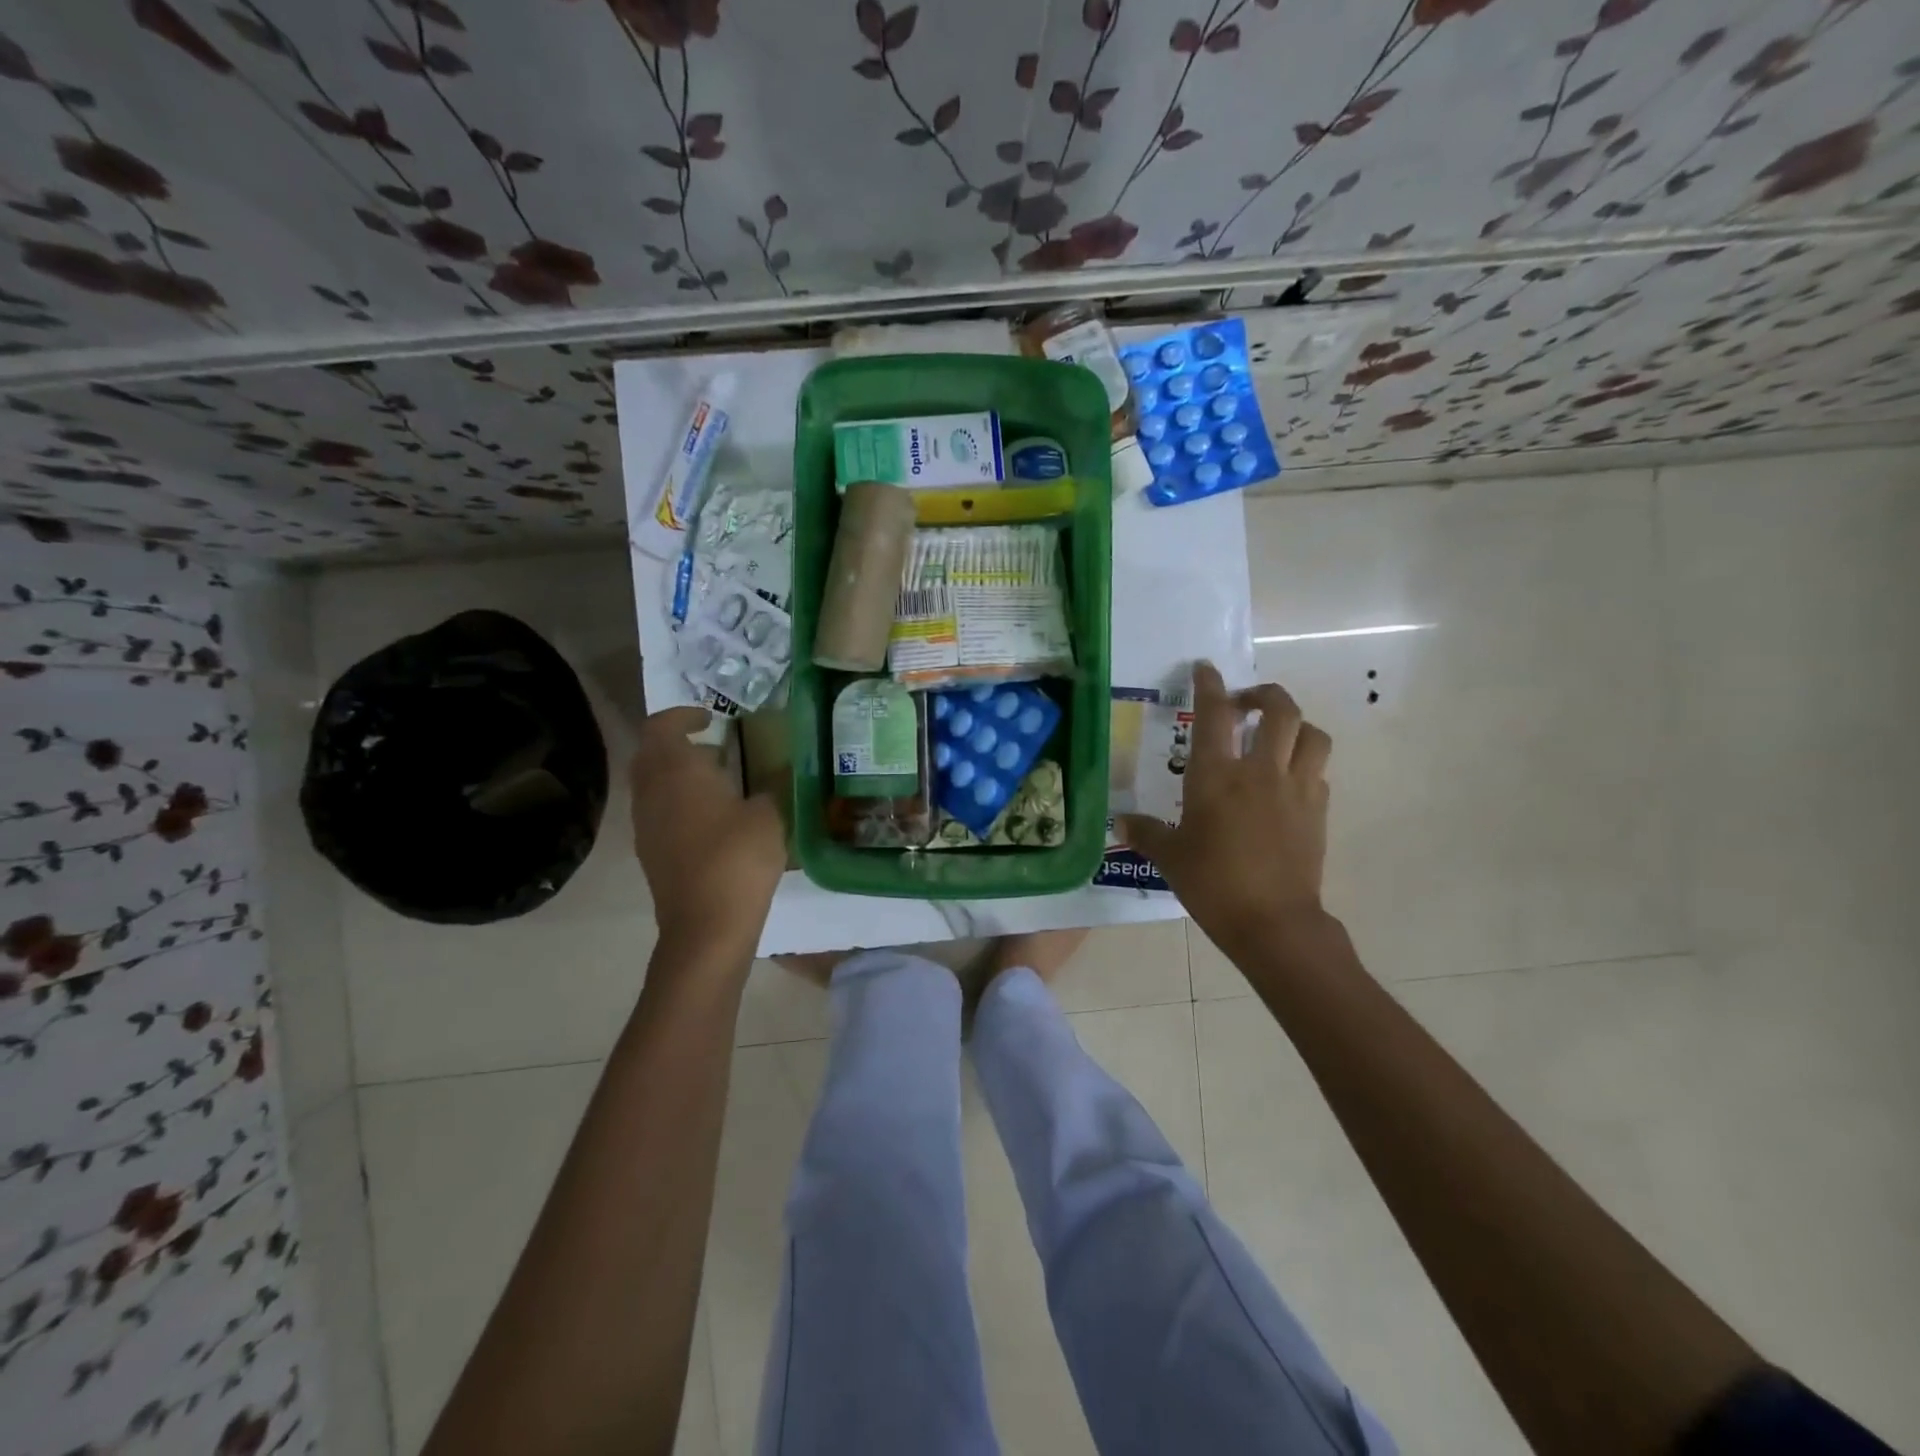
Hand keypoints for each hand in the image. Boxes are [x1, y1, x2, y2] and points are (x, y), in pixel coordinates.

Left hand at [629, 707, 786, 958]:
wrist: (707, 925)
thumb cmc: (739, 858)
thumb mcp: (770, 814)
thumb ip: (770, 786)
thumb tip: (774, 773)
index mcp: (677, 770)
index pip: (662, 725)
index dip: (683, 715)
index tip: (711, 719)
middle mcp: (652, 791)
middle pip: (651, 753)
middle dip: (678, 744)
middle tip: (715, 748)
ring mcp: (646, 824)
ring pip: (653, 784)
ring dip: (679, 775)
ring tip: (720, 784)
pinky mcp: (650, 852)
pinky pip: (658, 811)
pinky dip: (678, 803)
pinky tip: (713, 820)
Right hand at [1117, 663, 1333, 960]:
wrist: (1273, 922)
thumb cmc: (1213, 884)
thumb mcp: (1170, 857)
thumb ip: (1147, 833)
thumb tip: (1122, 823)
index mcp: (1217, 776)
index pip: (1214, 715)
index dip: (1210, 685)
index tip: (1205, 668)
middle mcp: (1260, 771)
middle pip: (1279, 709)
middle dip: (1264, 695)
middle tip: (1245, 704)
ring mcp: (1296, 788)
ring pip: (1311, 734)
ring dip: (1294, 726)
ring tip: (1276, 736)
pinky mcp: (1318, 810)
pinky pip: (1318, 770)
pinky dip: (1304, 762)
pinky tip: (1287, 779)